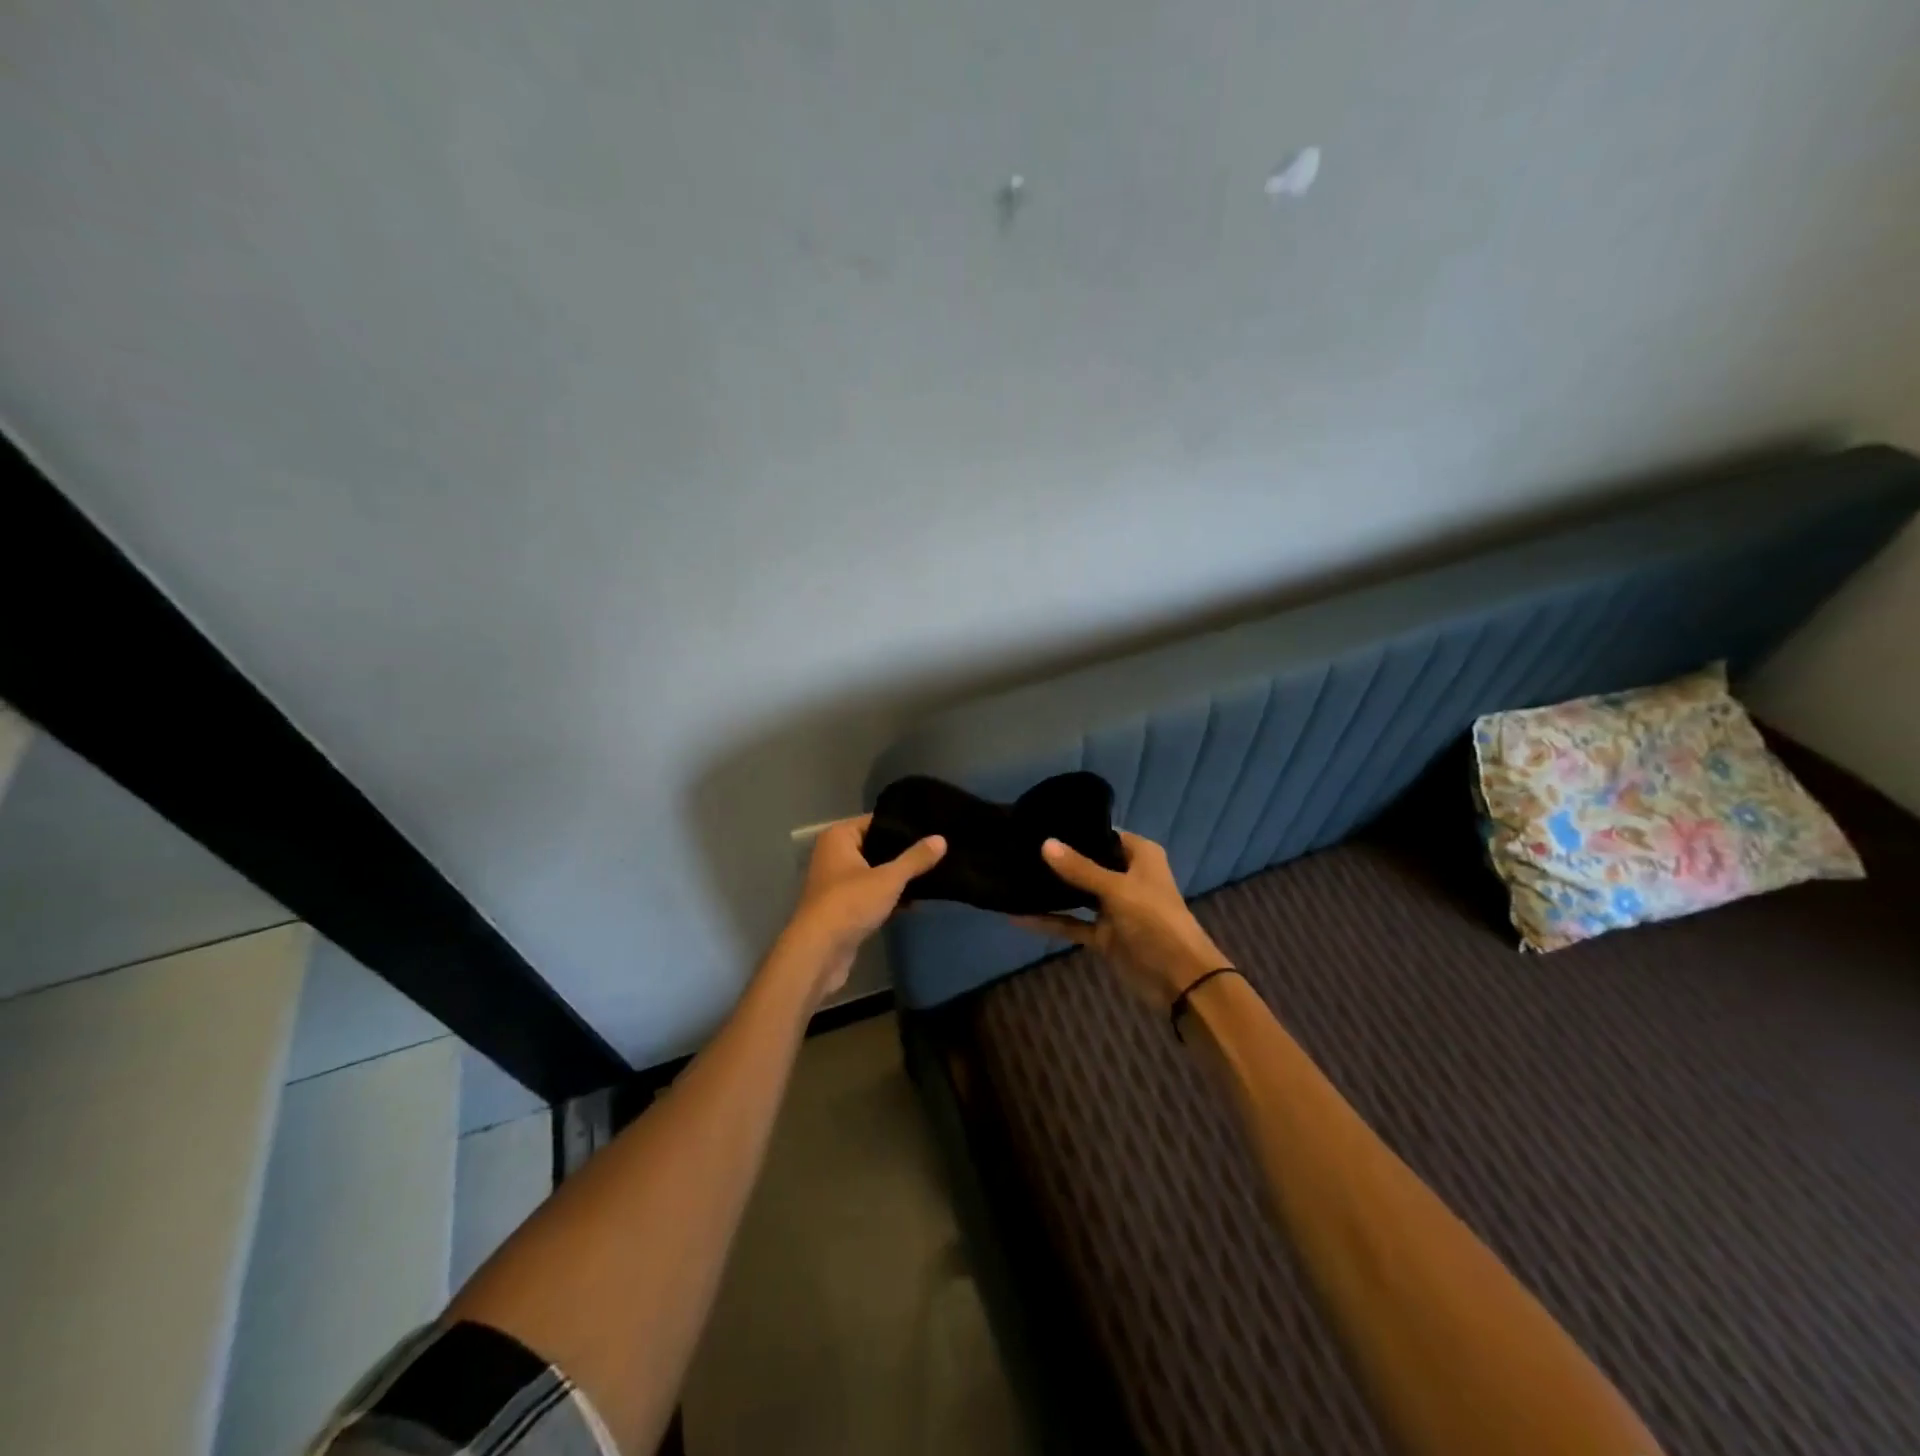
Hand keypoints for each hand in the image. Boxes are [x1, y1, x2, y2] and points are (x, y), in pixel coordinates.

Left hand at [774, 815, 945, 1002]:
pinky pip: (870, 894)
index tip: (932, 830)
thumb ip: (915, 859)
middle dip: (903, 855)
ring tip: (932, 875)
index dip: (903, 827)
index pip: (877, 822)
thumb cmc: (850, 903)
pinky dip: (888, 897)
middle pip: (876, 847)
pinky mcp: (842, 908)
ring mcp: (836, 883)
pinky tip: (914, 901)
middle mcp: (833, 855)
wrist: (819, 952)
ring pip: (874, 873)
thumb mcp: (888, 878)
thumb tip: (941, 839)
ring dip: (896, 878)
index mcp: (839, 837)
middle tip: (937, 853)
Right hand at [1017, 832, 1231, 1013]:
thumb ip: (1080, 869)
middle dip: (1059, 858)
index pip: (1104, 833)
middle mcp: (1126, 876)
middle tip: (1019, 846)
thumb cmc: (1155, 920)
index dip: (1076, 829)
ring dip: (1052, 889)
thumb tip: (1044, 843)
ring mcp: (1114, 907)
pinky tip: (1017, 916)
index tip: (1040, 822)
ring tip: (1013, 873)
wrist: (1180, 978)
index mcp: (1140, 856)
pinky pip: (1072, 923)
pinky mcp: (1103, 934)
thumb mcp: (1117, 890)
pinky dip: (1050, 921)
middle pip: (1088, 862)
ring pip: (1077, 893)